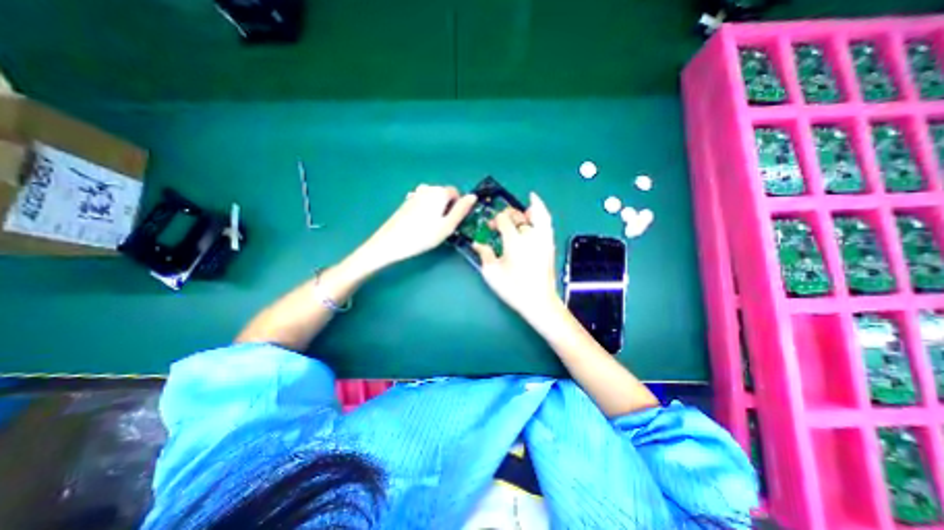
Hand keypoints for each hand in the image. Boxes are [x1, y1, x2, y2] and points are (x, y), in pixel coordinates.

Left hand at [362, 186, 479, 269]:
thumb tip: (474, 196)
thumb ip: (462, 210)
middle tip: (442, 227)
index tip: (453, 222)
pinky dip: (426, 211)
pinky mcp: (406, 202)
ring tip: (431, 227)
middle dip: (447, 208)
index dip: (458, 207)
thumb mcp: (447, 226)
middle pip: (444, 195)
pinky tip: (420, 225)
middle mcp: (427, 188)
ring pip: (434, 200)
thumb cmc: (423, 236)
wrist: (391, 242)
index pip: (456, 193)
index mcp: (439, 192)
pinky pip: (423, 203)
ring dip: (436, 210)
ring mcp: (415, 194)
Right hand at [471, 194, 558, 318]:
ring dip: (526, 209)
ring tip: (523, 207)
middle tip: (500, 222)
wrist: (538, 301)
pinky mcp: (549, 244)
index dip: (495, 220)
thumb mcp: (492, 273)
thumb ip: (484, 254)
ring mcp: (543, 238)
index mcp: (514, 241)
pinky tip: (537, 208)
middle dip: (507, 215)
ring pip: (536, 215)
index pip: (503, 220)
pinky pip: (547, 222)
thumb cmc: (513, 288)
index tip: (490, 227)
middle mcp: (530, 235)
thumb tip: (476, 243)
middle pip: (518, 216)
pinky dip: (542, 211)